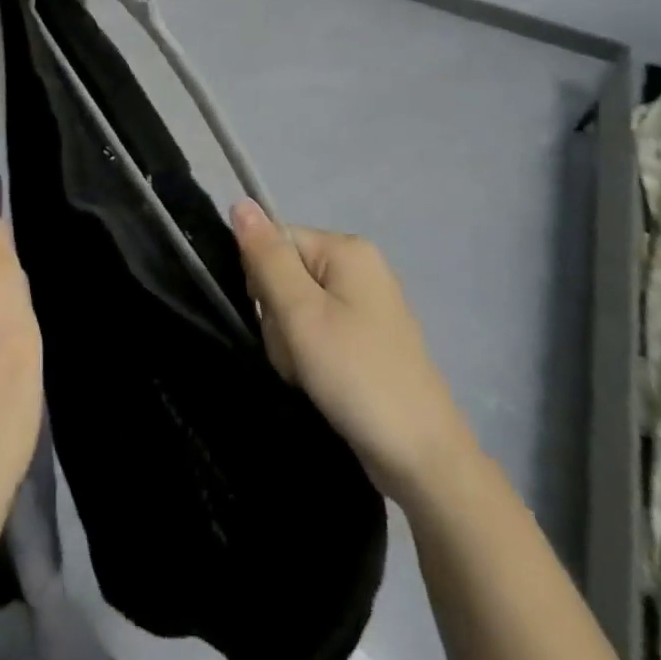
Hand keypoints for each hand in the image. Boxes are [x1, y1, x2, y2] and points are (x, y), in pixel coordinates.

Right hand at [231, 202, 471, 503]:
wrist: (420, 457)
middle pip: (285, 274)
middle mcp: (359, 267)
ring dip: (291, 343)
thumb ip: (267, 258)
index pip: (276, 242)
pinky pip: (317, 331)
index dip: (263, 281)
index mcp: (347, 249)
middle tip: (299, 354)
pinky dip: (310, 357)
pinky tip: (320, 383)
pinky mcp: (366, 338)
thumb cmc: (356, 375)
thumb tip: (240, 202)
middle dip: (279, 317)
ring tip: (311, 374)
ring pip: (296, 308)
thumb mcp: (301, 314)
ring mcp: (365, 304)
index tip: (279, 321)